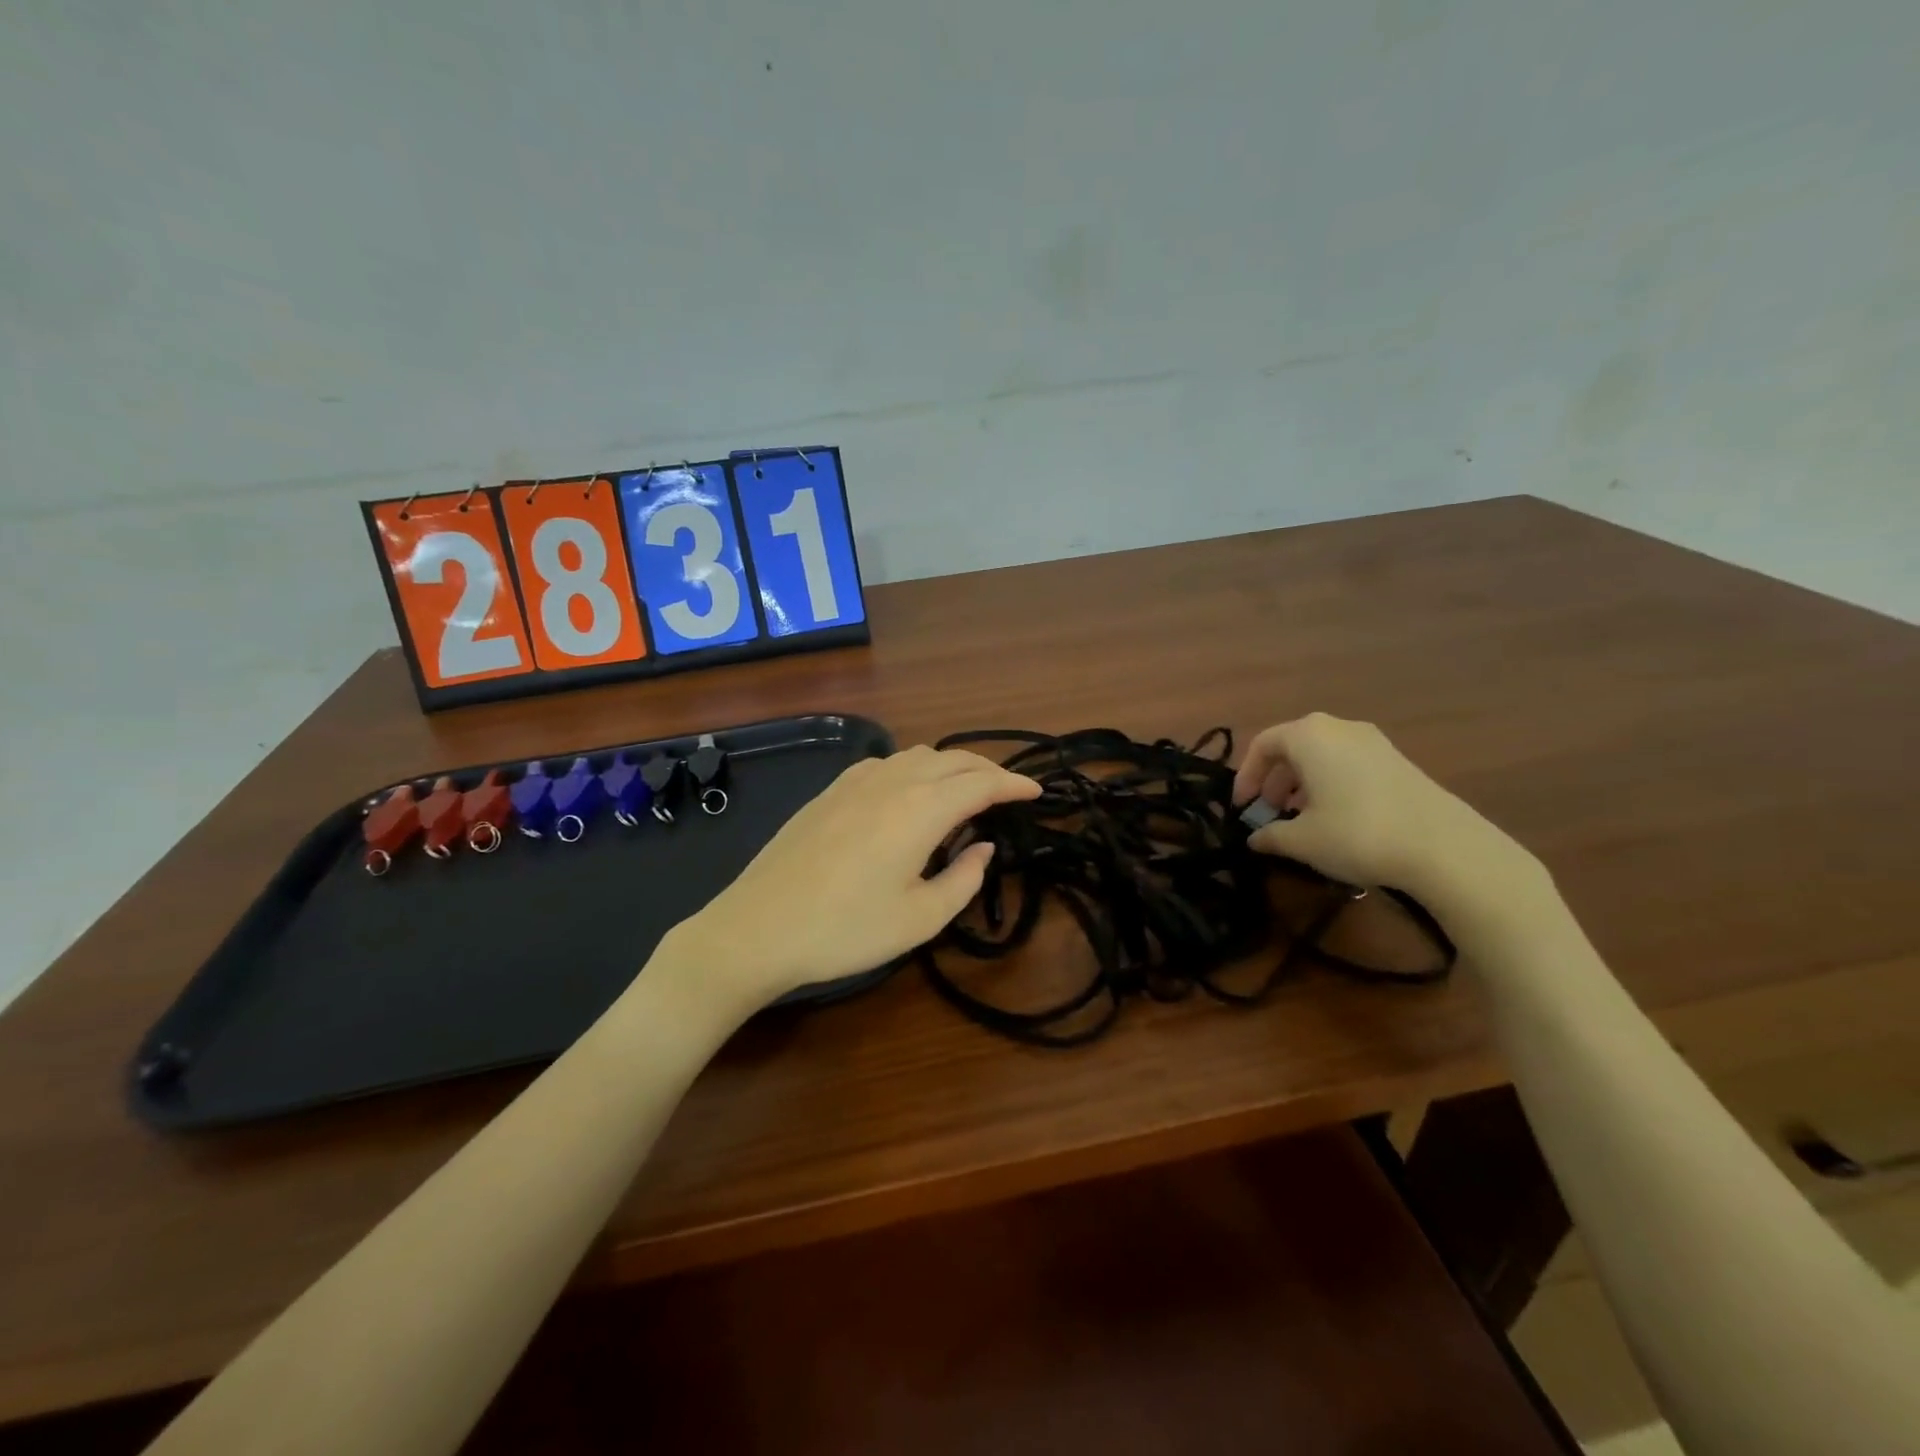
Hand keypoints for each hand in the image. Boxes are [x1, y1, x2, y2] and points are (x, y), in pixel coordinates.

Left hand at [666, 746, 1041, 1007]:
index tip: (1037, 792)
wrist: (757, 928)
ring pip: (918, 755)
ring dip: (951, 764)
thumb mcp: (919, 919)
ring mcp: (855, 782)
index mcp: (920, 810)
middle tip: (1008, 790)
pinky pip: (886, 763)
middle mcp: (892, 782)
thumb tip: (983, 848)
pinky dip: (915, 768)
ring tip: (965, 788)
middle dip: (988, 769)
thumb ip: (964, 879)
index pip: (980, 783)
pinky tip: (910, 791)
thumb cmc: (844, 931)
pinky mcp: (829, 791)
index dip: (1014, 784)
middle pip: (953, 760)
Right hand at [1231, 712, 1534, 900]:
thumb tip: (1255, 838)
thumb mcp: (1302, 841)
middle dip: (1275, 781)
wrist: (1443, 847)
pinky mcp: (1397, 761)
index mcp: (1308, 735)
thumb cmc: (1356, 833)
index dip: (1246, 776)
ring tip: (1300, 820)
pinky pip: (1348, 764)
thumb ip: (1270, 836)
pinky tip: (1335, 818)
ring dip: (1302, 784)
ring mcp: (1373, 742)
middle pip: (1293, 747)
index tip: (1243, 808)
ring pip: (1322, 756)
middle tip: (1269, 814)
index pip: (1262, 745)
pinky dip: (1330, 784)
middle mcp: (1339, 728)